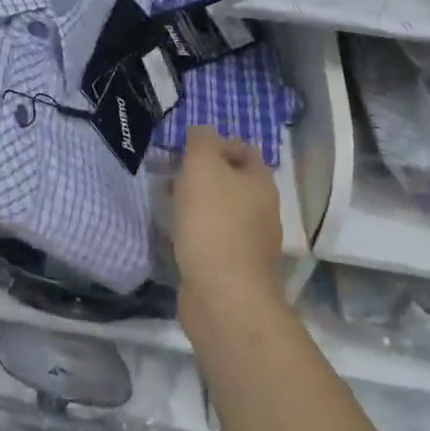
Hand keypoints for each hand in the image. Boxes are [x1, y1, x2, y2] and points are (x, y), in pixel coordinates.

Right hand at [173, 127, 285, 310]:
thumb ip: (201, 140)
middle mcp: (262, 208)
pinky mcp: (234, 267)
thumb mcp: (202, 165)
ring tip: (167, 204)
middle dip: (200, 174)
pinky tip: (176, 235)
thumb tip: (202, 133)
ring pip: (220, 209)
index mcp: (260, 181)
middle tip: (170, 175)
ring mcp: (250, 241)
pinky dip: (195, 231)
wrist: (224, 297)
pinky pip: (213, 237)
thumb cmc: (213, 223)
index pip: (243, 148)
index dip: (215, 143)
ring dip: (196, 203)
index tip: (185, 151)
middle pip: (230, 179)